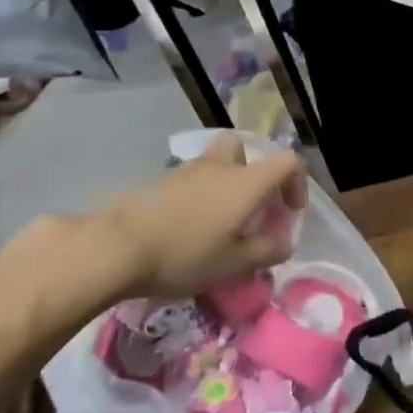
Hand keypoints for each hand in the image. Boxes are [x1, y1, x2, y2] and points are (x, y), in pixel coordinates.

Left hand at [79, 135, 308, 301]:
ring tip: (216, 224)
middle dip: (252, 171)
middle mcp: (219, 167)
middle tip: (249, 204)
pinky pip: (188, 182)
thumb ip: (267, 251)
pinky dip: (196, 197)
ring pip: (213, 165)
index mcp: (246, 182)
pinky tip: (185, 230)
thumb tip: (285, 242)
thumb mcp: (234, 263)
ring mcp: (184, 172)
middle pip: (243, 149)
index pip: (288, 162)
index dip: (297, 183)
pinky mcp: (156, 183)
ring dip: (223, 186)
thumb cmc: (185, 254)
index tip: (290, 212)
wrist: (114, 248)